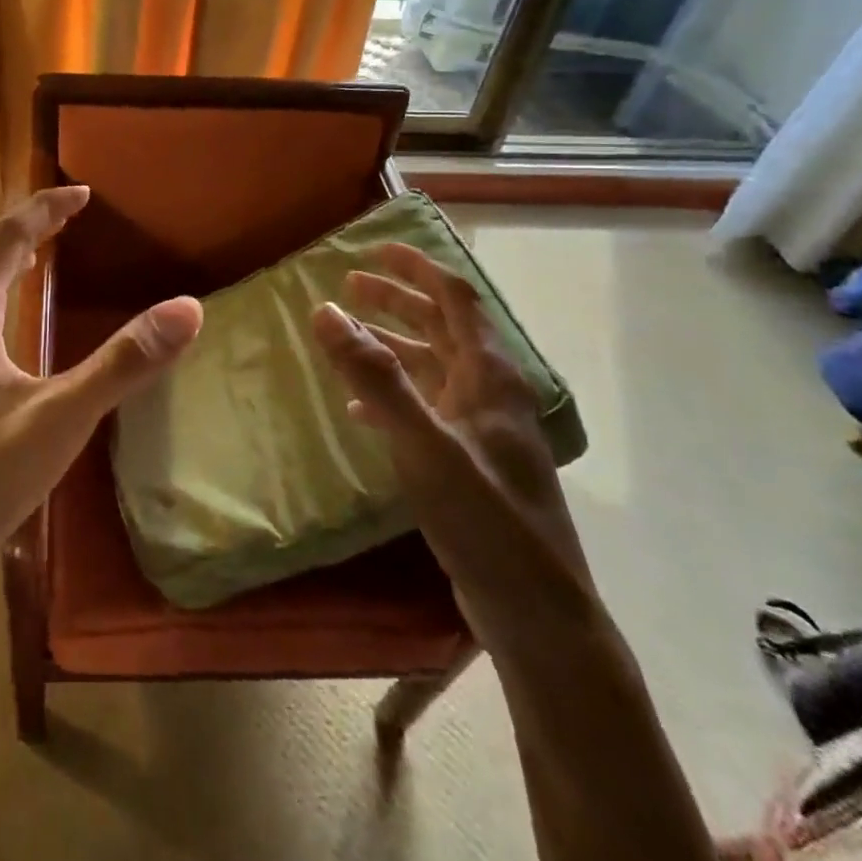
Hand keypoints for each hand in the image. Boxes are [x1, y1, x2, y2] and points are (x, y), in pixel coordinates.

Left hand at [0, 187, 201, 598]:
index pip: (7, 235)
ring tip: (46, 256)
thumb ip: (122, 365)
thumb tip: (187, 309)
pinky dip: (2, 297)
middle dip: (33, 229)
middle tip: (73, 215)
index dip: (46, 208)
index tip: (84, 191)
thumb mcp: (60, 419)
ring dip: (13, 262)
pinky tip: (13, 329)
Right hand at [311, 243, 597, 645]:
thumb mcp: (424, 443)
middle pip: (442, 326)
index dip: (415, 268)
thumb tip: (325, 310)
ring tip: (347, 336)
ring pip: (432, 367)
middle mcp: (489, 392)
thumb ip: (375, 376)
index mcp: (489, 375)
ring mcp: (482, 428)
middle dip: (396, 300)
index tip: (372, 250)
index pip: (455, 297)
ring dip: (392, 344)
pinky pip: (426, 408)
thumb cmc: (485, 518)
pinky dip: (392, 394)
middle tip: (348, 287)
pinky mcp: (469, 462)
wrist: (536, 610)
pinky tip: (360, 408)